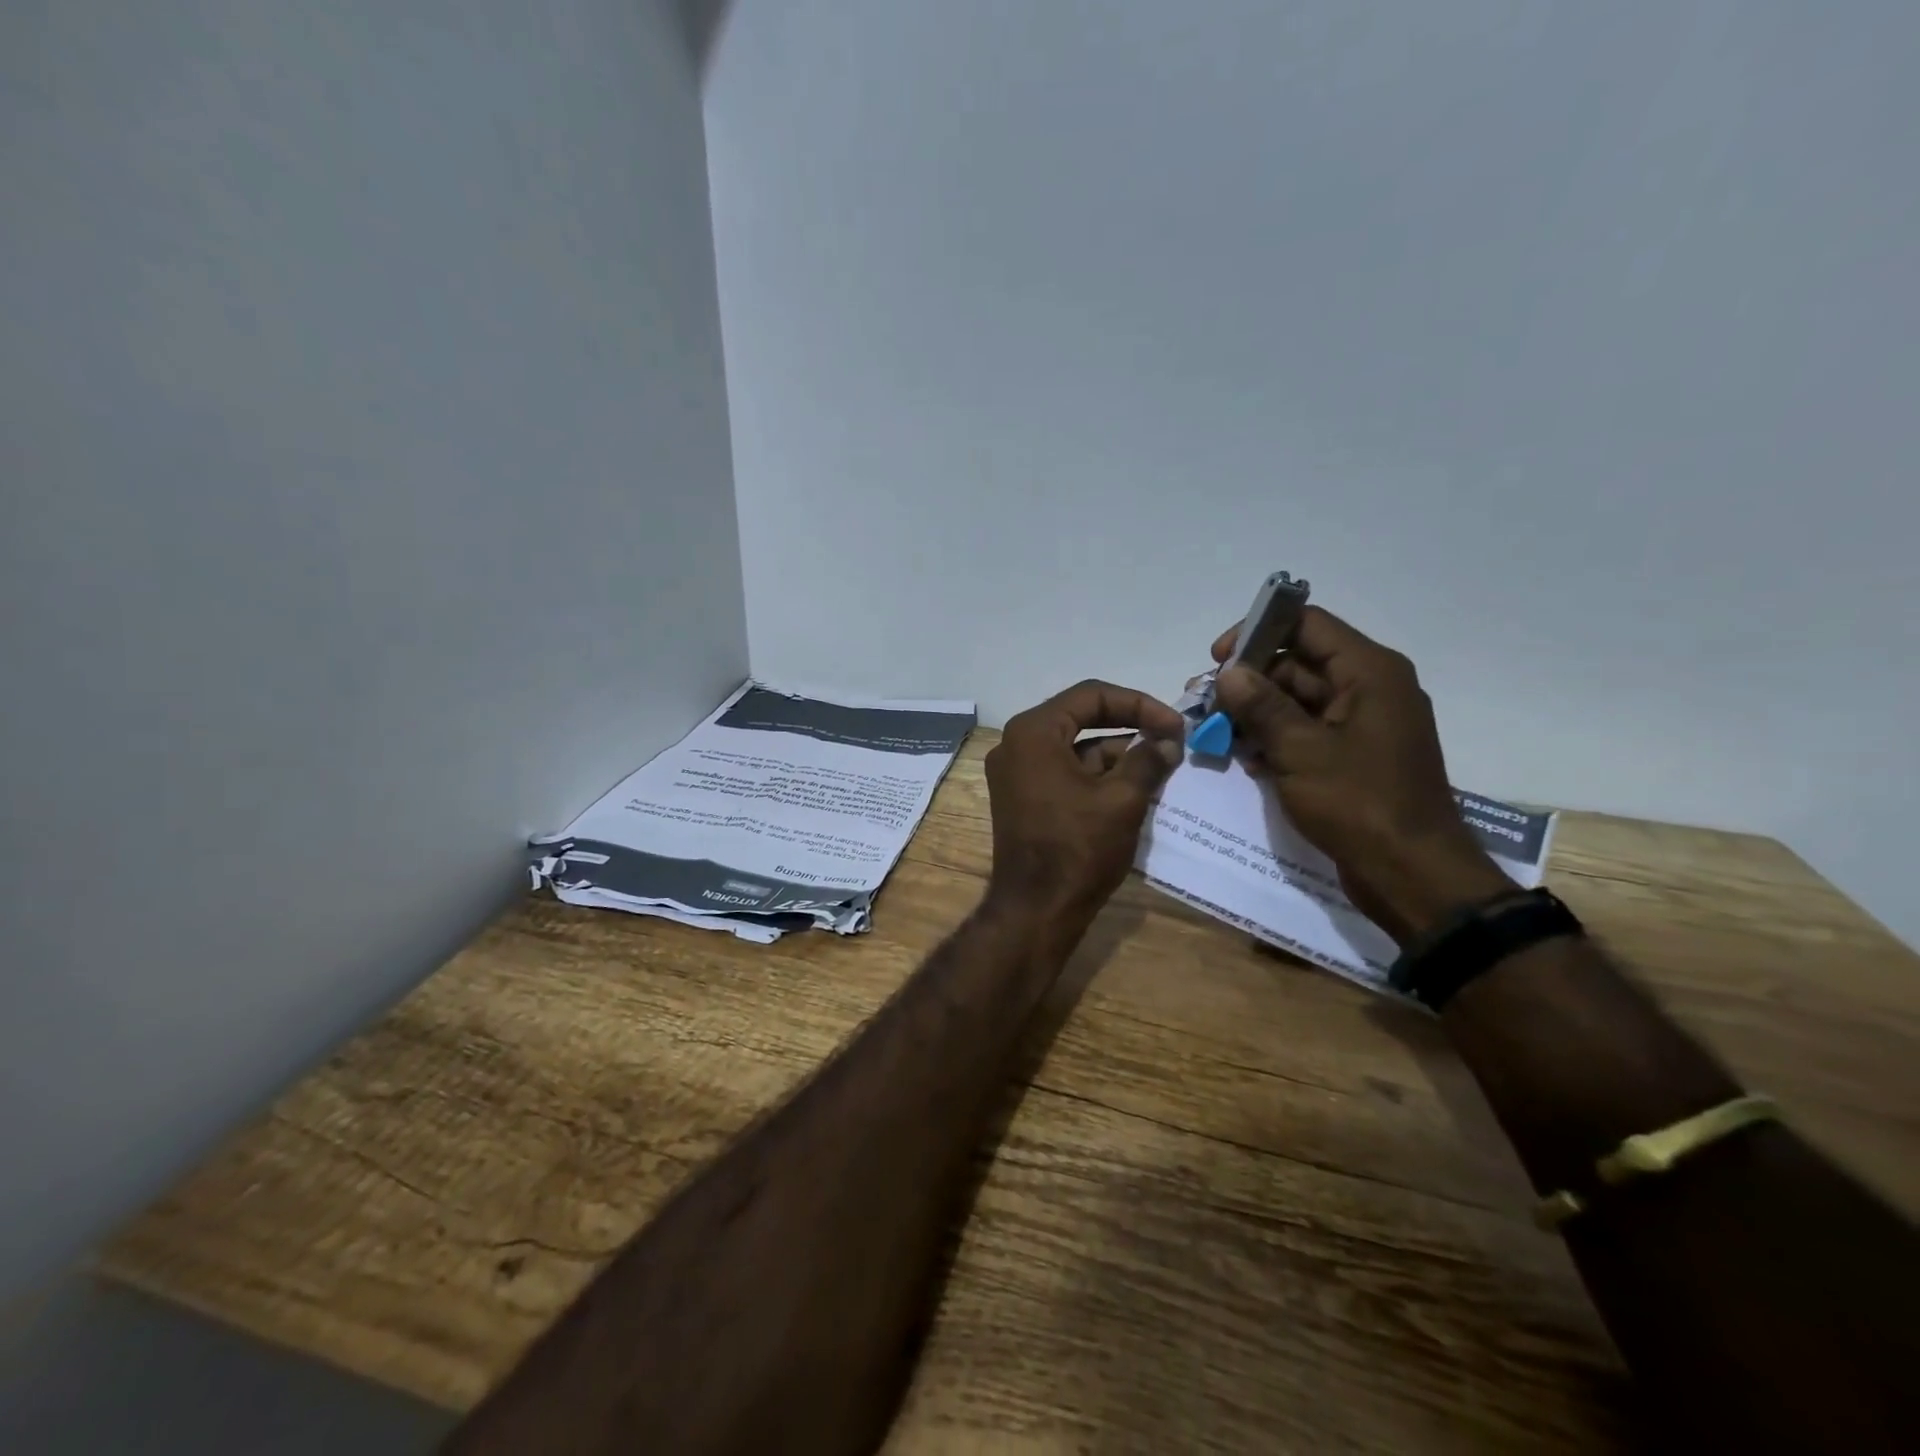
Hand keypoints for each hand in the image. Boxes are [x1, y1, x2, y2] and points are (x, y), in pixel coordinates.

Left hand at [984, 680, 1185, 929]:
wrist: (1036, 910)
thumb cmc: (1078, 848)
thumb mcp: (1122, 800)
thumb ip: (1147, 760)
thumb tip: (1167, 742)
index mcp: (1034, 732)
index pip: (1091, 695)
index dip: (1139, 704)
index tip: (1175, 725)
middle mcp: (1016, 744)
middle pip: (1080, 717)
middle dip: (1128, 726)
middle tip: (1169, 739)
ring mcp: (1015, 772)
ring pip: (1074, 747)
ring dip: (1116, 753)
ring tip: (1160, 765)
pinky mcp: (1022, 797)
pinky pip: (1063, 770)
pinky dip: (1096, 774)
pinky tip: (1133, 786)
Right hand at [1211, 608, 1510, 942]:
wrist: (1411, 874)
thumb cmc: (1359, 803)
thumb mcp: (1300, 751)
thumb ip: (1261, 706)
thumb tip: (1229, 673)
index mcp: (1369, 673)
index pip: (1307, 625)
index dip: (1258, 631)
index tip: (1218, 660)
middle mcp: (1369, 689)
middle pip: (1298, 663)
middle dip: (1249, 681)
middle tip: (1204, 703)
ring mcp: (1361, 725)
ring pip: (1297, 700)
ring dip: (1255, 713)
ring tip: (1214, 731)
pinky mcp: (1352, 756)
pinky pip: (1306, 731)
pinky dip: (1274, 738)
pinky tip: (1244, 757)